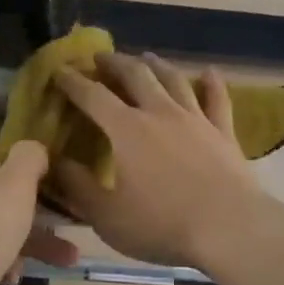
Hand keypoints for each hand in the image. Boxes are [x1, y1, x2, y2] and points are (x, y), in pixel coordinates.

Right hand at [51, 53, 273, 268]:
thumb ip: (78, 186)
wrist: (229, 227)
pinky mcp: (223, 131)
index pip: (93, 96)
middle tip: (101, 57)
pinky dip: (211, 83)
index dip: (74, 81)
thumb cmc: (162, 224)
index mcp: (126, 129)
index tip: (60, 71)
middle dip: (115, 63)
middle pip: (135, 75)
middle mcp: (159, 113)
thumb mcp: (107, 216)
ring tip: (146, 57)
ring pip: (173, 80)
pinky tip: (208, 72)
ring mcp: (195, 119)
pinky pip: (217, 99)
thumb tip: (54, 161)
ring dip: (156, 65)